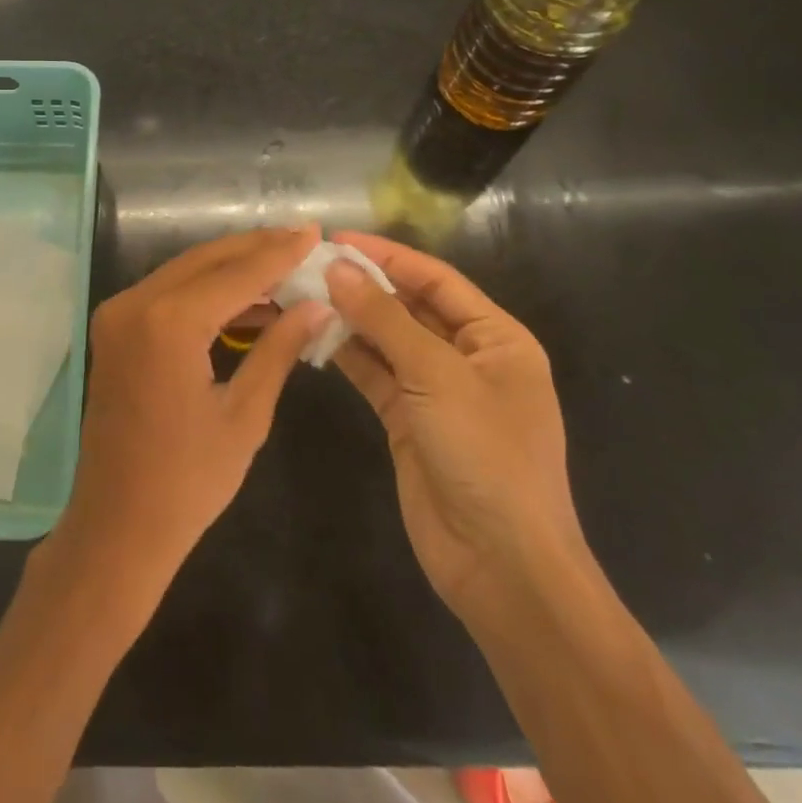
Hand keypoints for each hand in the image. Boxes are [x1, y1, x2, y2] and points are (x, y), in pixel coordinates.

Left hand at [54, 228, 328, 602]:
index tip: (315, 231)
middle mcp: (135, 303)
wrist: (117, 525)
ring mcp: (118, 314)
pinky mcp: (114, 328)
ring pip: (185, 271)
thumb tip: (318, 305)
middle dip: (256, 249)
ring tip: (283, 267)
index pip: (237, 273)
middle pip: (206, 260)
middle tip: (302, 240)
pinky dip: (205, 291)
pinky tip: (245, 300)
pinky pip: (166, 293)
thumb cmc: (188, 482)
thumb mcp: (246, 414)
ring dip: (231, 268)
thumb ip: (279, 349)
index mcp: (169, 323)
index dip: (280, 252)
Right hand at [325, 232, 590, 622]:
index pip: (435, 279)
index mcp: (496, 338)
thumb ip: (384, 319)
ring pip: (385, 340)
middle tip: (308, 265)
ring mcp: (435, 391)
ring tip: (300, 293)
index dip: (387, 256)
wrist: (501, 565)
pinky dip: (346, 354)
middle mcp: (467, 358)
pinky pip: (373, 373)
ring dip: (348, 318)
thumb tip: (337, 268)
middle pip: (408, 306)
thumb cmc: (486, 455)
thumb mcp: (437, 376)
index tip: (336, 237)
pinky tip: (311, 335)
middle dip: (362, 285)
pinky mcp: (407, 420)